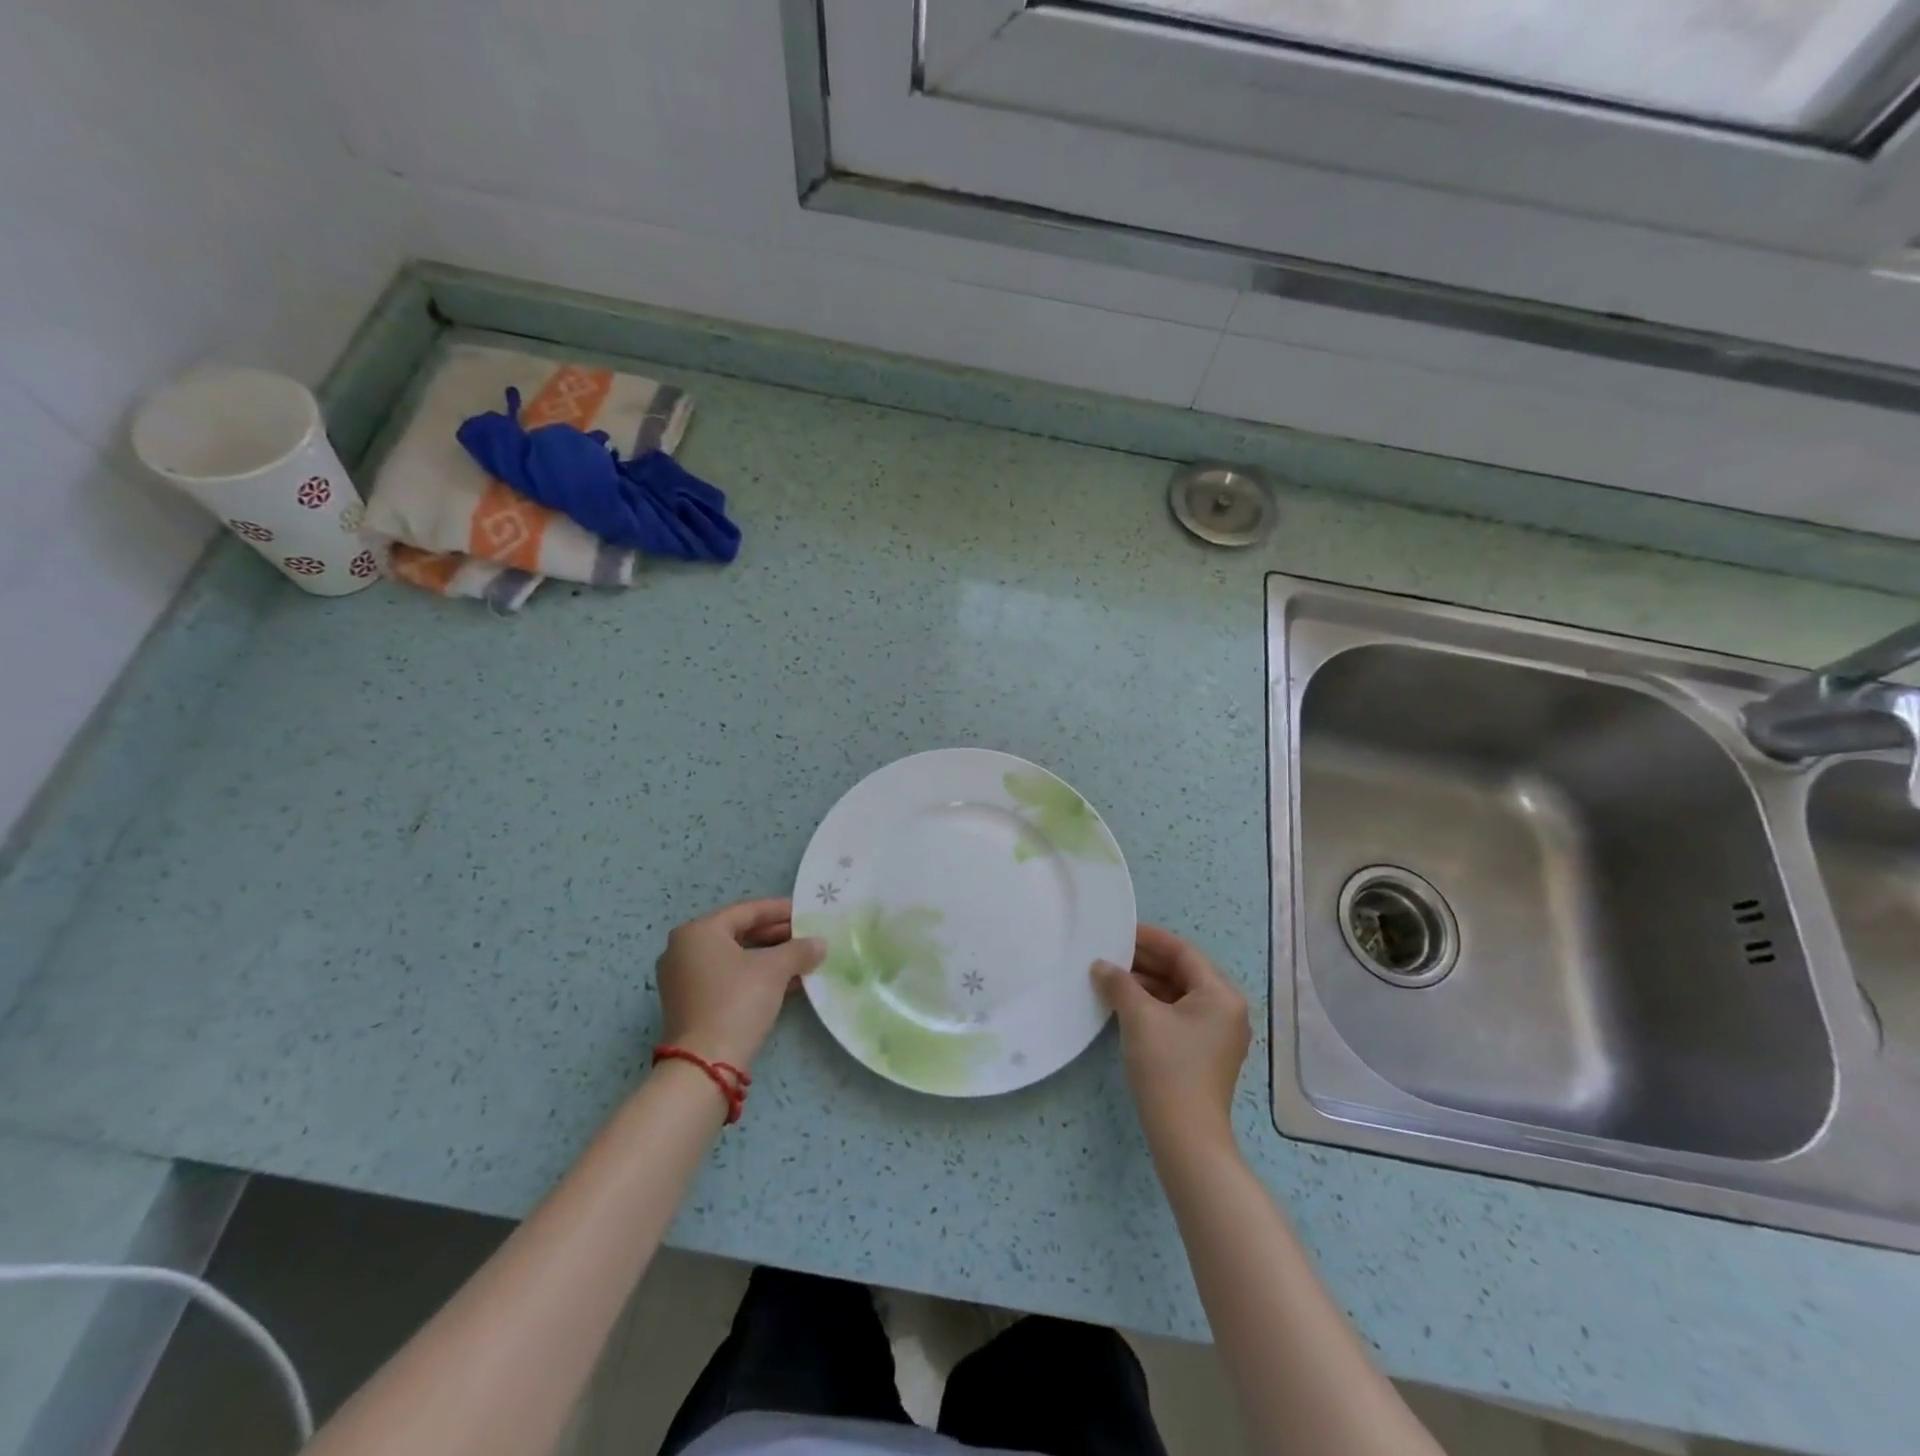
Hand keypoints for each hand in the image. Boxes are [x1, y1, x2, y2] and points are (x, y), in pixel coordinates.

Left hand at [655, 898, 825, 1070]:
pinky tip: (785, 983)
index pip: (746, 911)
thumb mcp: (774, 970)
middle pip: (738, 933)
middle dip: (775, 935)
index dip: (779, 910)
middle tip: (806, 937)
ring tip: (801, 960)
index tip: (806, 912)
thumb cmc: (737, 1001)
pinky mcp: (689, 1005)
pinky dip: (754, 977)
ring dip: (768, 958)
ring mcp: (683, 980)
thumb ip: (799, 950)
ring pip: (734, 958)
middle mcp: (683, 950)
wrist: (705, 1065)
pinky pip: (727, 979)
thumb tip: (820, 943)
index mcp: (698, 932)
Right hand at [1093, 924, 1249, 1147]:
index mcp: (1221, 995)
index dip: (1151, 938)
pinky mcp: (1205, 1053)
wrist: (1185, 1136)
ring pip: (1179, 994)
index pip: (1183, 952)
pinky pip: (1178, 1014)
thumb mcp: (1139, 1017)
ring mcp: (1218, 1034)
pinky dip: (1154, 1005)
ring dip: (1147, 983)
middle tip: (1111, 951)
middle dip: (1146, 961)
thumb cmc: (1167, 1066)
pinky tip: (1126, 1003)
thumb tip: (1101, 966)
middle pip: (1183, 972)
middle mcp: (1227, 1009)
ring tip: (1112, 976)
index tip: (1121, 929)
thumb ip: (1119, 983)